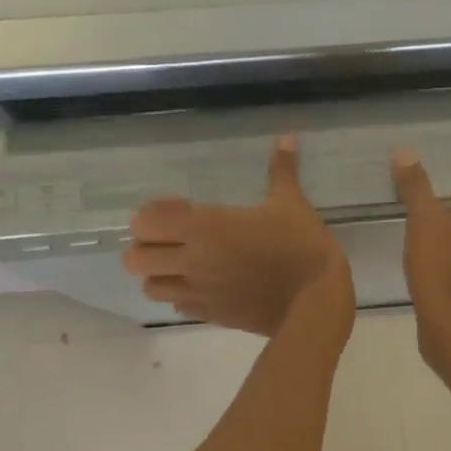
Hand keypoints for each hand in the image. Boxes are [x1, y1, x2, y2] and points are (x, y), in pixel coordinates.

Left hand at [124, 137, 352, 336]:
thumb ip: (281, 170)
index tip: (179, 208)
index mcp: (205, 227)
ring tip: (180, 265)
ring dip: (158, 274)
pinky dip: (180, 296)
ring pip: (150, 287)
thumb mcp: (292, 203)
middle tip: (170, 239)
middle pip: (135, 259)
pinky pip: (176, 306)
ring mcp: (198, 292)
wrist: (315, 301)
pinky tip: (202, 286)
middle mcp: (192, 260)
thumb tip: (287, 136)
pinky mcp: (210, 315)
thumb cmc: (301, 247)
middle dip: (146, 247)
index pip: (145, 223)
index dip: (152, 214)